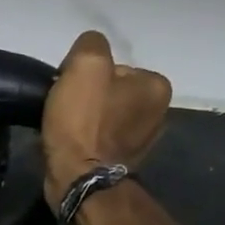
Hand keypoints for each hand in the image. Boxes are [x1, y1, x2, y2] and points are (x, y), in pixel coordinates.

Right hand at [40, 30, 171, 207]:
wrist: (79, 180)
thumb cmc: (84, 123)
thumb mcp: (85, 66)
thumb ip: (91, 45)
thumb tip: (89, 52)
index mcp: (156, 86)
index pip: (114, 67)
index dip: (85, 76)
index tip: (69, 90)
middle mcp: (159, 113)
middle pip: (110, 92)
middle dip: (88, 99)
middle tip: (65, 111)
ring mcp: (143, 142)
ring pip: (105, 118)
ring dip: (86, 121)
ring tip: (66, 131)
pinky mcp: (124, 164)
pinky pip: (101, 141)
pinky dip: (86, 142)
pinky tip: (73, 147)